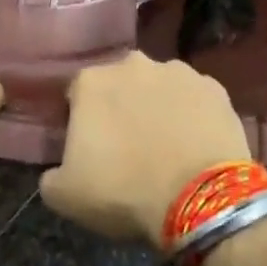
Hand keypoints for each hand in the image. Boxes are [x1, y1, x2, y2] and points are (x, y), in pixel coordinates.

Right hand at [40, 53, 250, 247]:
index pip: (76, 95)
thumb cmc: (124, 191)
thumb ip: (51, 174)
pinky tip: (194, 144)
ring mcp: (178, 72)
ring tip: (165, 146)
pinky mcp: (216, 89)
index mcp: (90, 82)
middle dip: (120, 107)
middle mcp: (132, 64)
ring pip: (159, 88)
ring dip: (157, 108)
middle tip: (126, 146)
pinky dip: (192, 116)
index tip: (88, 148)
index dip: (80, 121)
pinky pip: (195, 100)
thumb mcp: (64, 195)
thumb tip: (57, 171)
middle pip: (119, 85)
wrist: (201, 200)